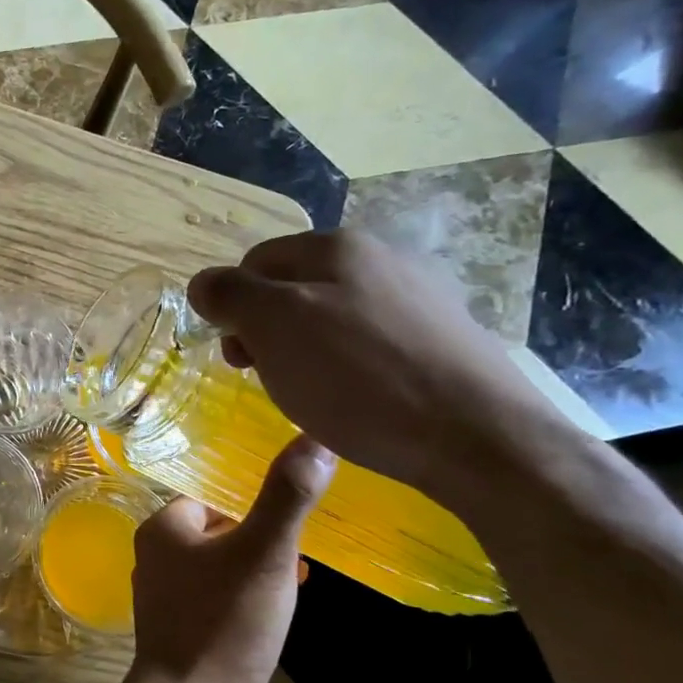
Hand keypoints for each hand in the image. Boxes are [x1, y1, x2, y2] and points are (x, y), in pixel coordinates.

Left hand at [126, 435, 334, 682]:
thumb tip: (315, 439)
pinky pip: (219, 602)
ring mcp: (166, 599)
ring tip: (299, 580)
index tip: (291, 511)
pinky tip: (276, 617)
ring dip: (256, 570)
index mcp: (163, 529)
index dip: (251, 501)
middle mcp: (156, 558)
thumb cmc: (224, 622)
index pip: (209, 495)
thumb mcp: (264, 553)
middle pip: (216, 531)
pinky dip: (246, 601)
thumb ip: (287, 497)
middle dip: (258, 537)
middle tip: (303, 547)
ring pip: (219, 568)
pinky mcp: (182, 633)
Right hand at [187, 230, 573, 501]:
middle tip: (269, 377)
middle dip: (267, 331)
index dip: (232, 307)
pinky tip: (358, 399)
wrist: (479, 437)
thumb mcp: (274, 328)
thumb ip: (230, 295)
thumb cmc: (359, 378)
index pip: (253, 262)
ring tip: (314, 394)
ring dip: (305, 351)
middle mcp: (381, 257)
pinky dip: (349, 366)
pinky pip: (370, 342)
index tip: (238, 357)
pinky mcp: (443, 338)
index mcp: (336, 246)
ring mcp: (419, 296)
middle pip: (293, 287)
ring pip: (331, 316)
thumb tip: (203, 282)